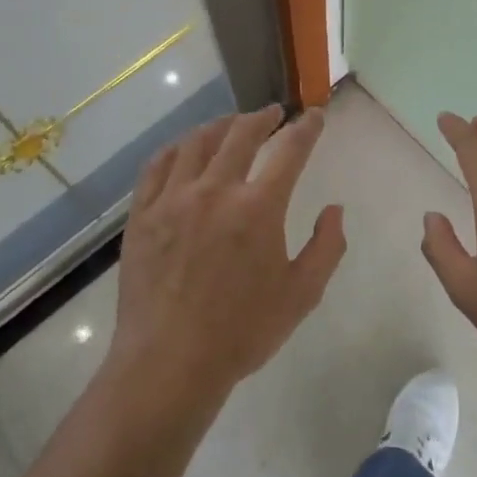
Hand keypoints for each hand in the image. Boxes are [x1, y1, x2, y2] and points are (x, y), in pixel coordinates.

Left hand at [108, 106, 344, 412]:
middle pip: (241, 133)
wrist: (168, 363)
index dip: (307, 128)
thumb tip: (334, 209)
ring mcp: (173, 198)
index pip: (290, 150)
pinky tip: (184, 148)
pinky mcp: (142, 214)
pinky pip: (158, 165)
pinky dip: (177, 148)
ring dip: (220, 125)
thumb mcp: (302, 295)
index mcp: (258, 207)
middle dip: (262, 117)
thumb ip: (327, 247)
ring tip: (231, 123)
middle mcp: (215, 190)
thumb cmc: (241, 332)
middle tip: (273, 113)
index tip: (315, 116)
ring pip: (197, 142)